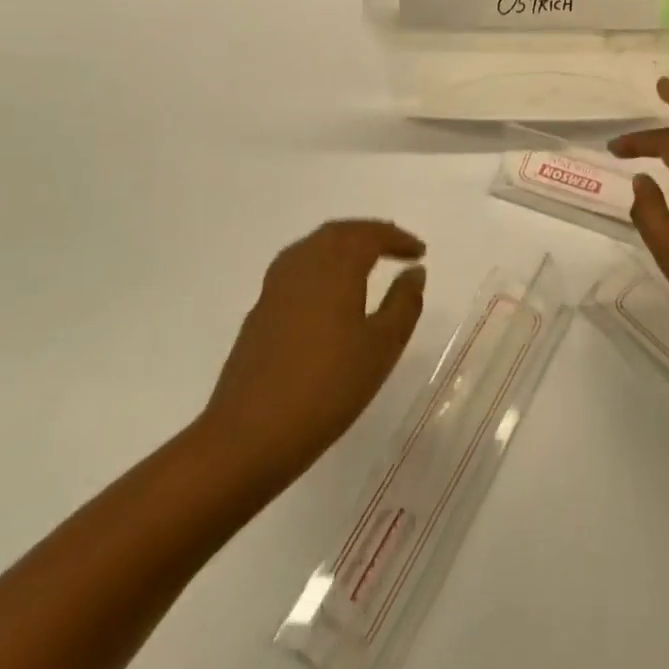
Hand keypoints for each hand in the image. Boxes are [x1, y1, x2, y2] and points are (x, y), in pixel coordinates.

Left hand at [202, 221, 426, 486]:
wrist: (248, 435)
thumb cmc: (327, 388)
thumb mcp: (381, 348)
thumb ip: (403, 304)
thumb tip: (414, 271)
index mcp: (335, 267)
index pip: (369, 235)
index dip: (397, 238)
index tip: (420, 251)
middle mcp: (303, 264)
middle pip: (338, 233)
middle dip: (370, 234)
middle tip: (396, 247)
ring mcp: (275, 287)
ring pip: (314, 247)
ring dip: (343, 245)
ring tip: (366, 262)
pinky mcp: (260, 311)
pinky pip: (297, 268)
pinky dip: (322, 264)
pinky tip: (328, 291)